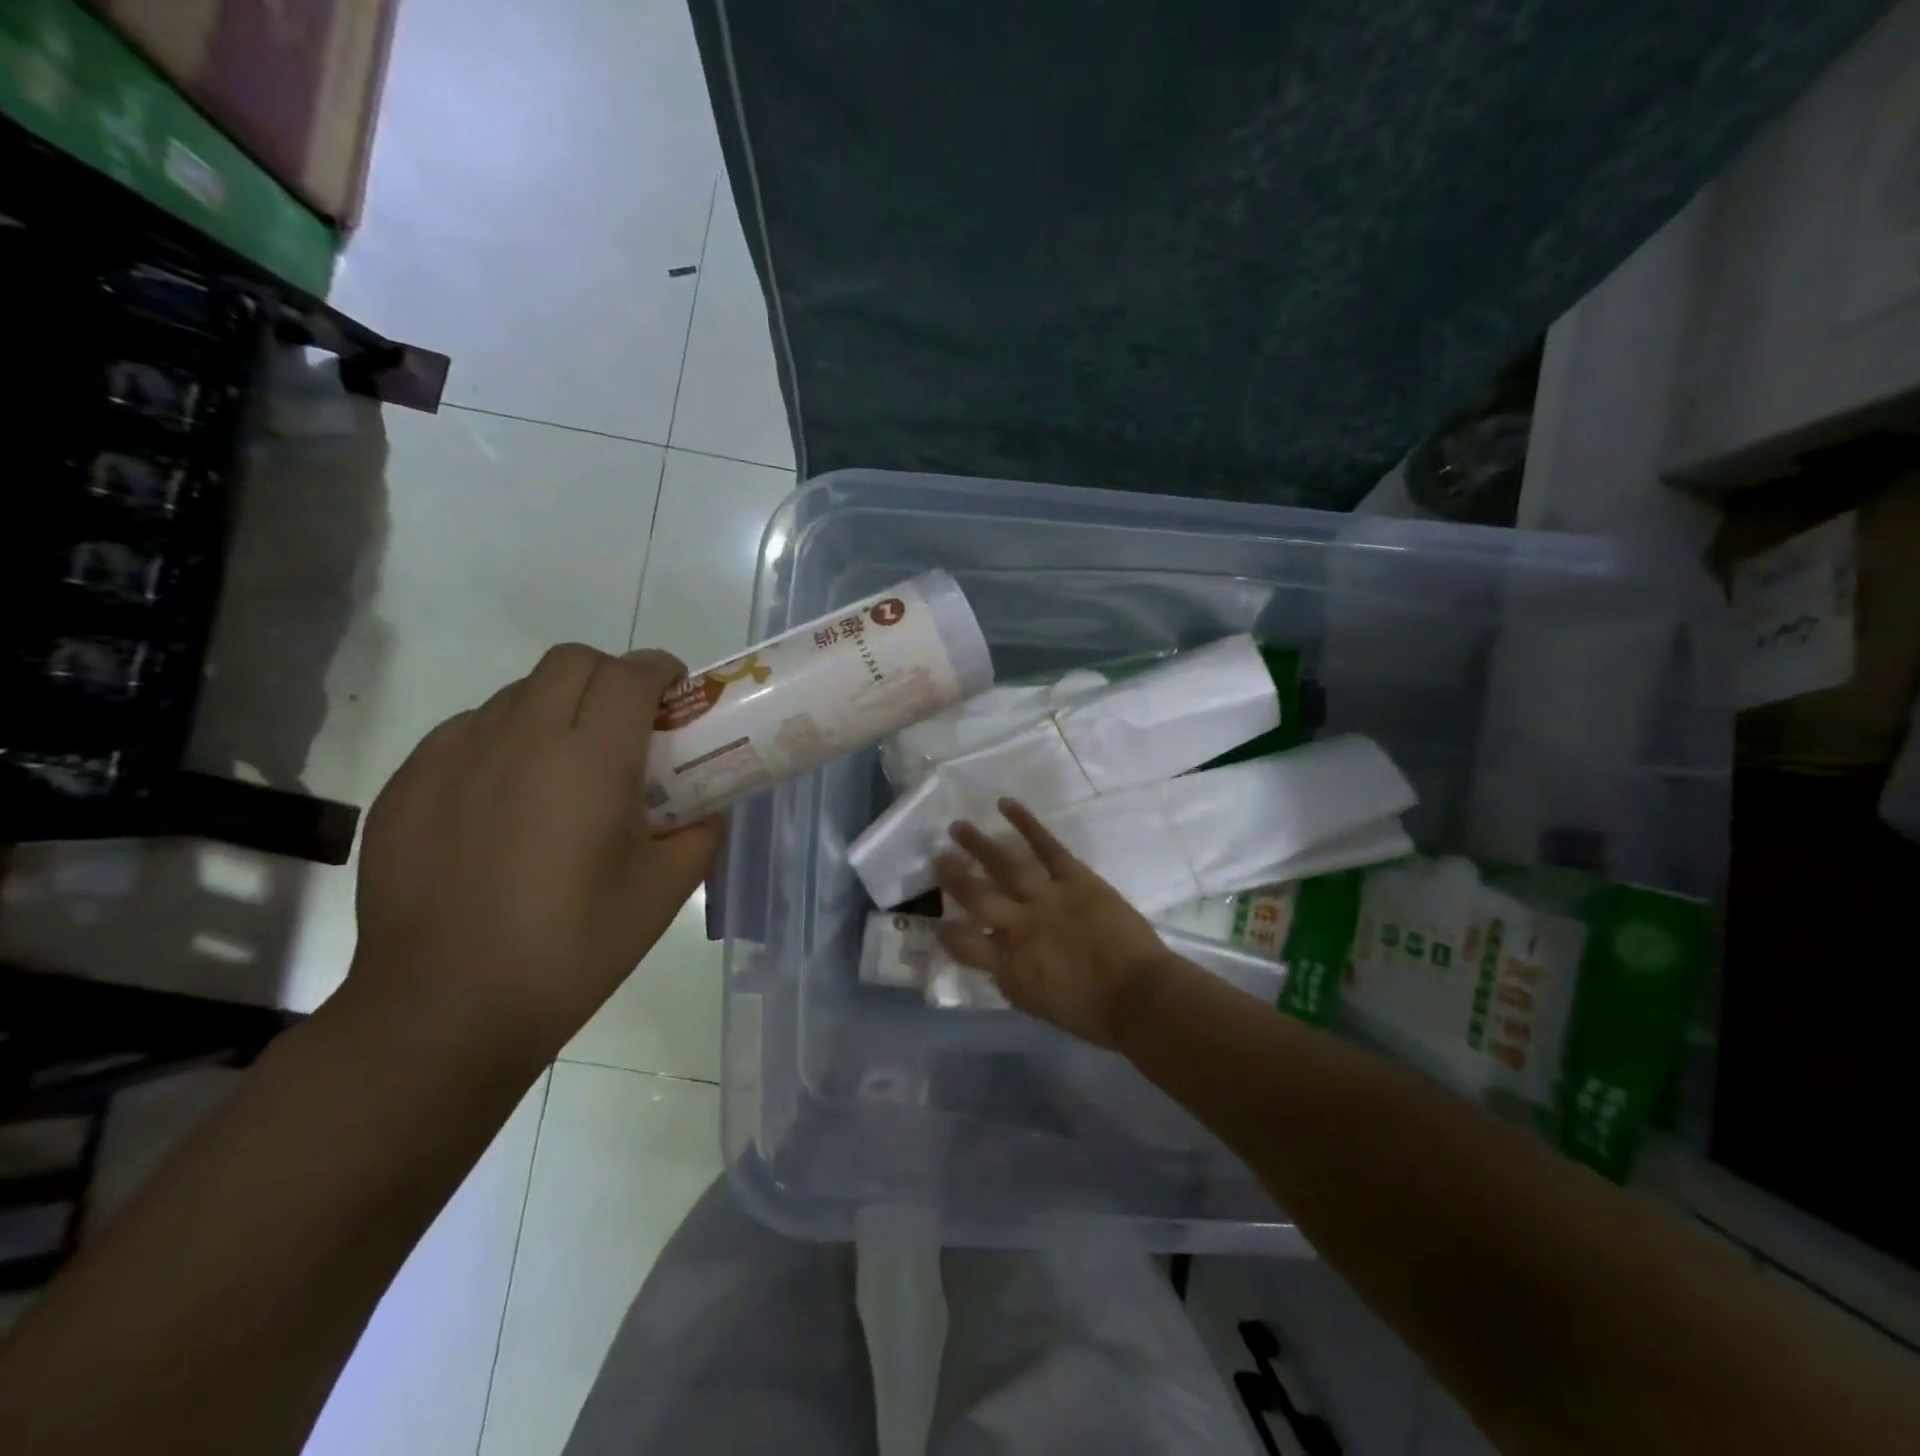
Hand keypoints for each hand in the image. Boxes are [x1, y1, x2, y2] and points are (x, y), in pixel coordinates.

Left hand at [344, 645, 721, 1069]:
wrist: (447, 1008)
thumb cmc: (574, 947)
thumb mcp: (665, 891)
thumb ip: (699, 833)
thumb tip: (706, 808)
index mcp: (590, 760)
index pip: (629, 674)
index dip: (660, 670)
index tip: (675, 693)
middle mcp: (519, 739)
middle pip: (570, 662)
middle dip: (609, 676)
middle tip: (625, 724)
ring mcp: (453, 757)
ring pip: (514, 694)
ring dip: (554, 707)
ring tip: (563, 766)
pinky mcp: (407, 785)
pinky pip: (464, 733)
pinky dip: (500, 742)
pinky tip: (505, 800)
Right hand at [933, 799, 1168, 1046]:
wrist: (1140, 995)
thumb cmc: (1092, 1012)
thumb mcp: (1038, 1005)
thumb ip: (1011, 978)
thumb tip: (996, 958)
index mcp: (1008, 964)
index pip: (963, 945)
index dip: (947, 934)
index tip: (939, 924)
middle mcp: (1019, 926)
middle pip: (976, 896)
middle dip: (953, 876)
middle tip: (937, 858)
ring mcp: (1046, 897)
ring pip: (1004, 864)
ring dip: (978, 844)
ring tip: (957, 827)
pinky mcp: (1075, 877)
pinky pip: (1046, 845)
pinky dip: (1025, 822)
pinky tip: (1005, 805)